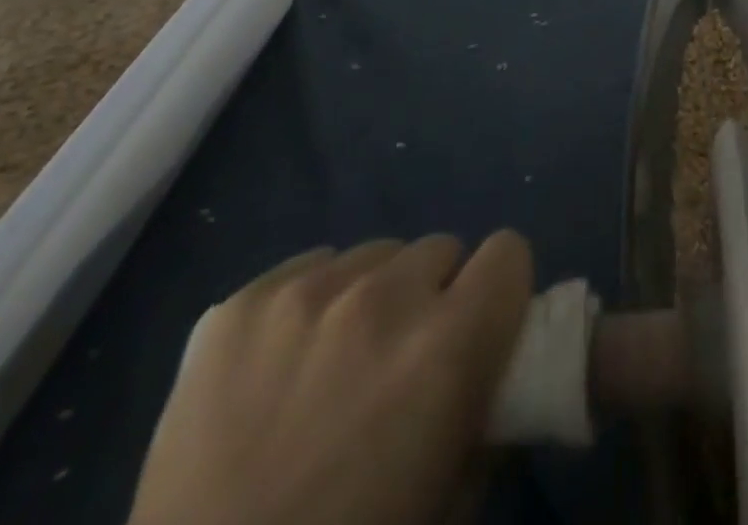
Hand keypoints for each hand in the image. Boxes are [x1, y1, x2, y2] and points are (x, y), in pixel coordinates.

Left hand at [128, 231, 532, 524]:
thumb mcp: (450, 505)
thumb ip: (487, 420)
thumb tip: (494, 373)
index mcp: (446, 346)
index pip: (508, 252)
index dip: (500, 289)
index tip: (482, 325)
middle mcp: (382, 298)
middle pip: (440, 248)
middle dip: (433, 296)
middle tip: (402, 360)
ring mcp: (304, 295)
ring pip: (374, 255)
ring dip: (372, 296)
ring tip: (335, 364)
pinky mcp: (239, 305)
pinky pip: (308, 267)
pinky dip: (310, 303)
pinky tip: (281, 365)